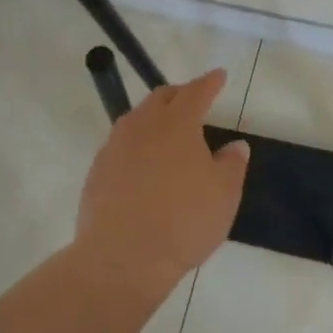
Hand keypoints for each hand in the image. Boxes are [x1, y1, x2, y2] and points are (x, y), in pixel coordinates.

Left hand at [75, 69, 249, 293]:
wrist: (122, 257)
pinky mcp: (97, 171)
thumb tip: (236, 145)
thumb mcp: (224, 194)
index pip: (196, 92)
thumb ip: (232, 164)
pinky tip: (143, 164)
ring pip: (137, 119)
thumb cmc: (183, 221)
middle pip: (161, 98)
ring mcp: (115, 147)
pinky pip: (121, 145)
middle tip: (193, 100)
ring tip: (167, 130)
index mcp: (177, 123)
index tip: (218, 75)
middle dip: (180, 94)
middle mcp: (143, 125)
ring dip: (154, 117)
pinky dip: (137, 144)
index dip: (209, 82)